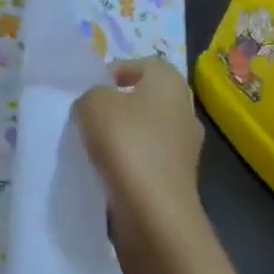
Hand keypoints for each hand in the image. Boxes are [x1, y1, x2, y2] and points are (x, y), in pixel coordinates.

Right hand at [75, 56, 204, 245]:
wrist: (153, 209)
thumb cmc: (126, 143)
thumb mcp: (93, 104)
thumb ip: (92, 95)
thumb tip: (98, 105)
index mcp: (170, 84)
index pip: (146, 64)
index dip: (117, 70)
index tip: (91, 88)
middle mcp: (185, 111)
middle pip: (147, 99)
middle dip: (118, 106)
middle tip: (88, 117)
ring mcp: (185, 148)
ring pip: (146, 131)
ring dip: (121, 136)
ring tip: (90, 147)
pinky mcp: (177, 178)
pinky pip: (146, 160)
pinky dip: (127, 162)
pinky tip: (104, 171)